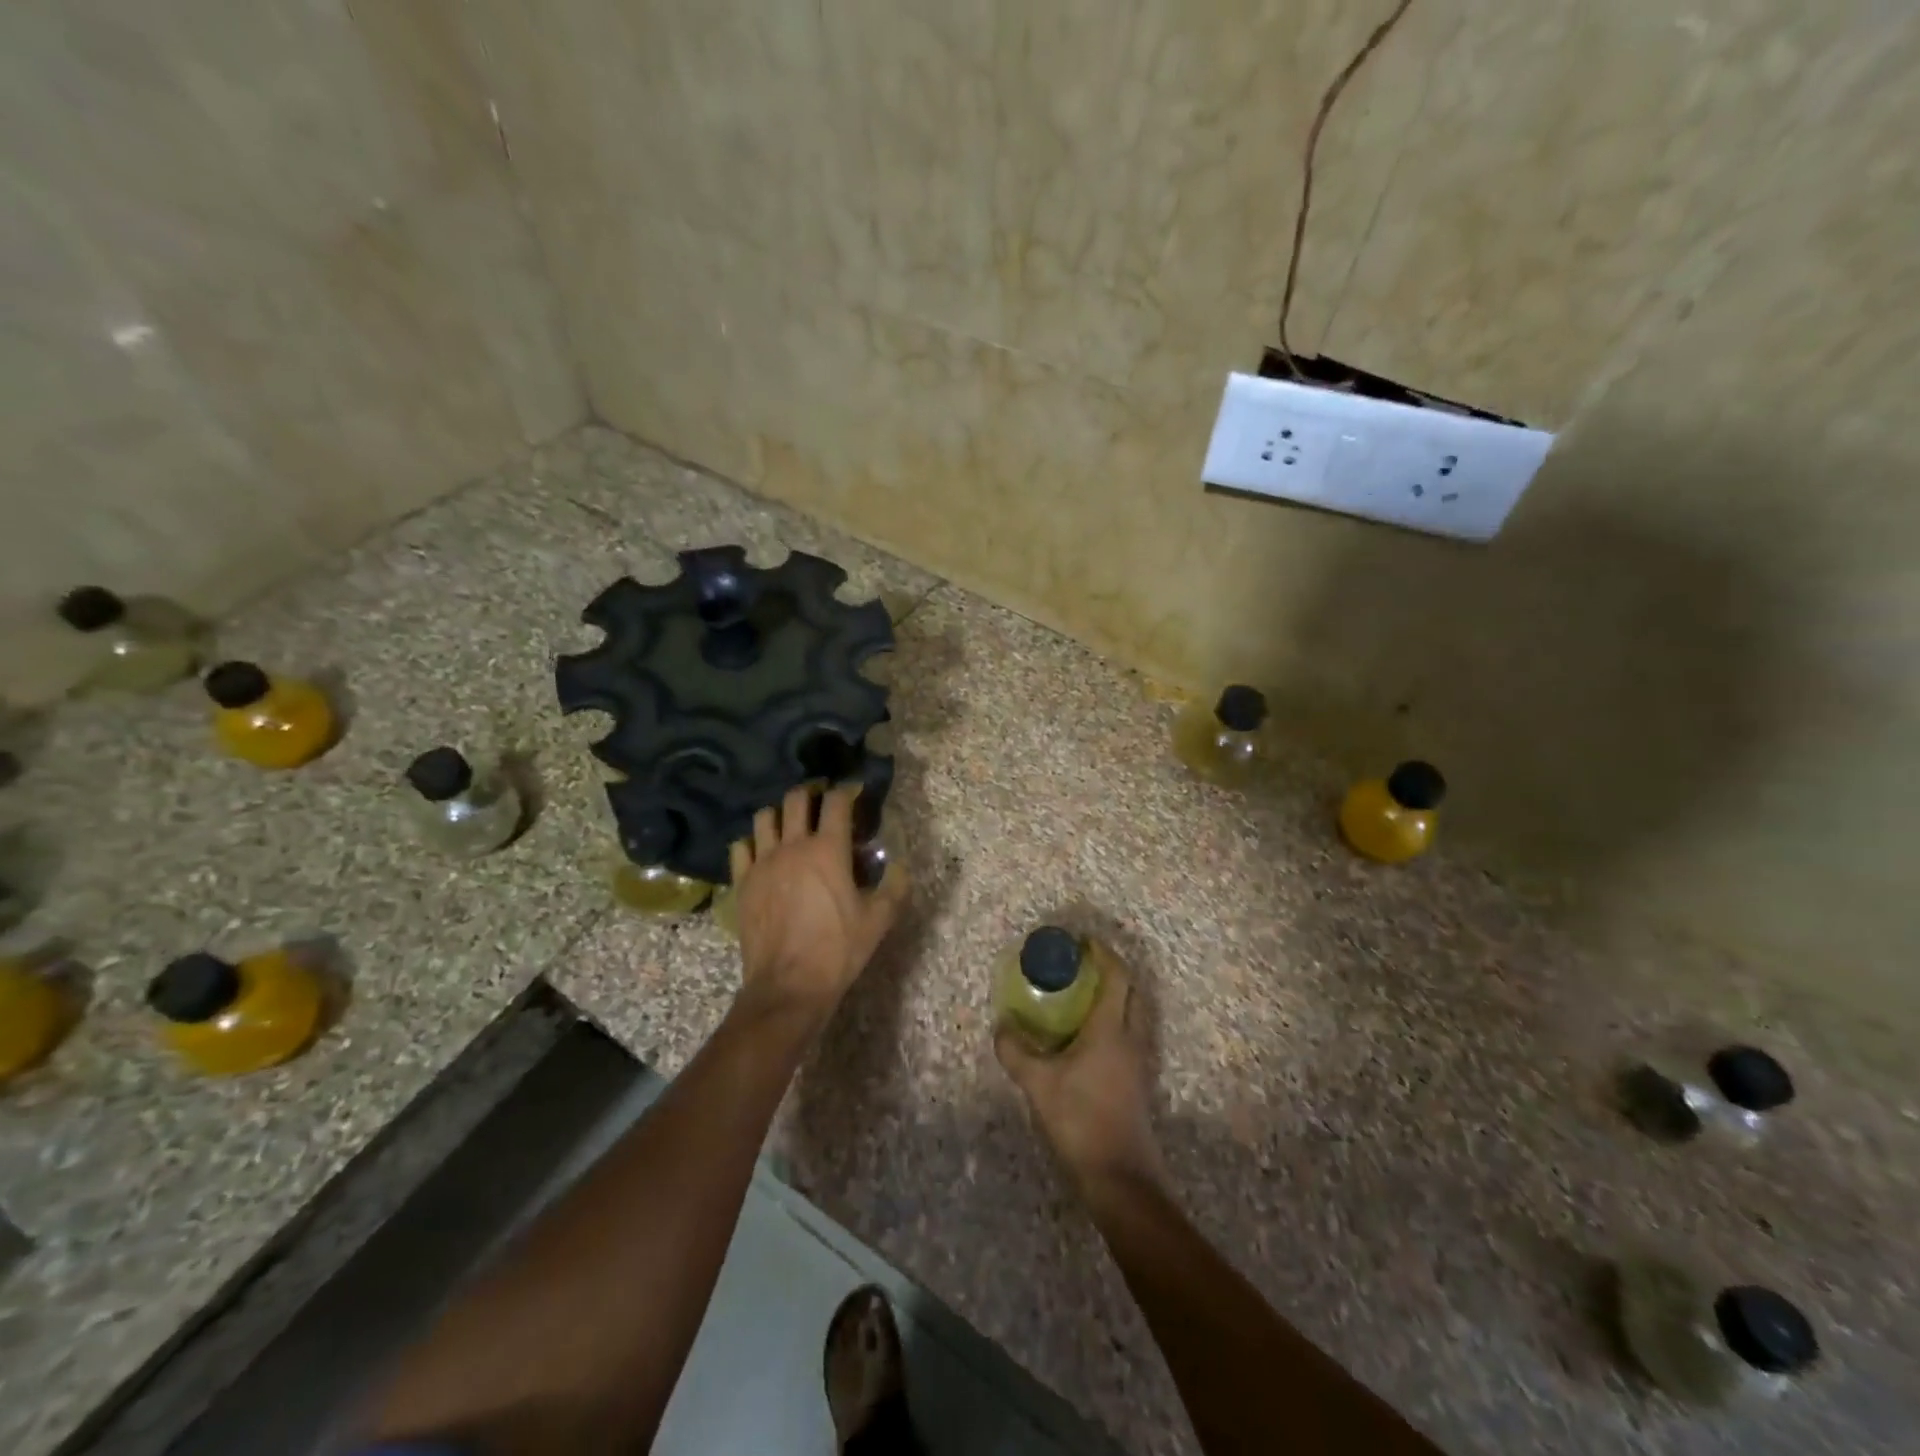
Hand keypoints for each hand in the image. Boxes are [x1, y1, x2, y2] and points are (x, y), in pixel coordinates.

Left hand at [728, 784, 908, 1025]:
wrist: (788, 986)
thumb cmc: (838, 950)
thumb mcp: (879, 920)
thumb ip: (895, 887)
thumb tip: (901, 866)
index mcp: (828, 850)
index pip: (836, 801)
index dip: (847, 791)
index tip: (854, 793)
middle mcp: (793, 846)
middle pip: (796, 799)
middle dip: (811, 793)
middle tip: (821, 803)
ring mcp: (762, 862)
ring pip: (764, 817)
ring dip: (779, 814)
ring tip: (790, 825)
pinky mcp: (742, 882)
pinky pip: (740, 847)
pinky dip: (752, 842)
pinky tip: (762, 853)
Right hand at [995, 950, 1166, 1199]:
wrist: (1120, 1177)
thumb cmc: (1081, 1120)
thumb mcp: (1038, 1084)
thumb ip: (1016, 1051)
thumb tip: (1001, 1027)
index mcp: (1110, 1029)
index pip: (1116, 976)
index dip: (1102, 953)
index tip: (1082, 941)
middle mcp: (1130, 1038)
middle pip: (1131, 990)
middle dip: (1110, 971)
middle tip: (1081, 966)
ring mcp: (1138, 1062)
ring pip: (1133, 1014)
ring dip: (1114, 997)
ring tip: (1081, 997)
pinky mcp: (1137, 1082)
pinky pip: (1128, 1035)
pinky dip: (1112, 1022)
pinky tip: (1086, 1037)